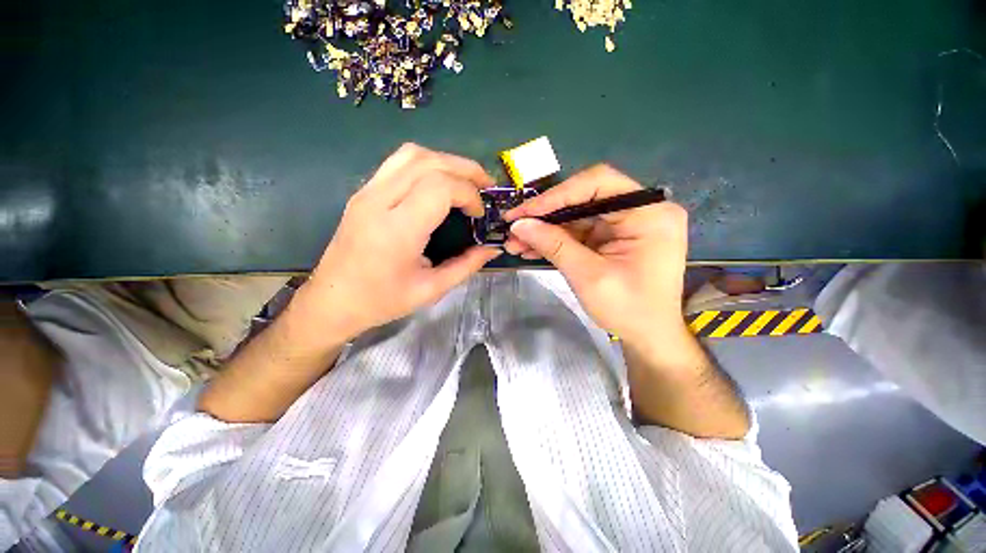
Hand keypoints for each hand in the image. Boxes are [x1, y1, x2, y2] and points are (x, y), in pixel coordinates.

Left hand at [292, 144, 500, 345]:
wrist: (332, 301)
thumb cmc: (382, 301)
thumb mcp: (431, 290)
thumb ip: (466, 265)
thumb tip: (493, 249)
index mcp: (397, 230)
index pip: (440, 187)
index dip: (469, 194)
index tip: (479, 214)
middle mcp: (379, 202)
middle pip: (428, 162)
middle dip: (465, 169)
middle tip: (486, 185)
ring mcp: (367, 192)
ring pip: (411, 154)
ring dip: (445, 161)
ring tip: (465, 180)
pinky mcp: (363, 192)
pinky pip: (398, 163)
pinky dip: (427, 164)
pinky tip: (439, 183)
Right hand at [503, 165, 688, 345]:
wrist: (648, 337)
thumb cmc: (629, 310)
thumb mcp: (588, 276)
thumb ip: (554, 245)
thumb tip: (519, 225)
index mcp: (648, 213)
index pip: (598, 184)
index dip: (557, 195)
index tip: (524, 212)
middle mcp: (639, 210)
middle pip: (583, 199)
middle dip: (545, 215)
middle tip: (513, 227)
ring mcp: (625, 224)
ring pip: (576, 216)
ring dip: (545, 230)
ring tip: (515, 243)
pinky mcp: (612, 238)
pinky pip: (578, 232)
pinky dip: (555, 240)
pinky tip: (531, 248)